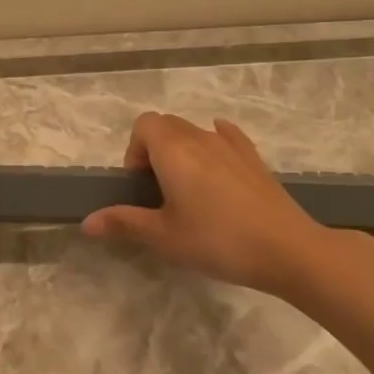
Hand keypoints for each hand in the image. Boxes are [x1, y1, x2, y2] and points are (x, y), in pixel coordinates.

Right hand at [83, 112, 330, 294]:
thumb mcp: (164, 237)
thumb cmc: (217, 241)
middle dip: (154, 151)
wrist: (286, 249)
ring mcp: (232, 146)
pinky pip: (226, 138)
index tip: (140, 187)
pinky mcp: (255, 159)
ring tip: (188, 192)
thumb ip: (124, 223)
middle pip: (168, 125)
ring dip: (182, 152)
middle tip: (158, 193)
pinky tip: (217, 172)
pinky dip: (213, 147)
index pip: (144, 125)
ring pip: (196, 132)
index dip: (134, 151)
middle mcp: (201, 138)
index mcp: (174, 151)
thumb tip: (87, 222)